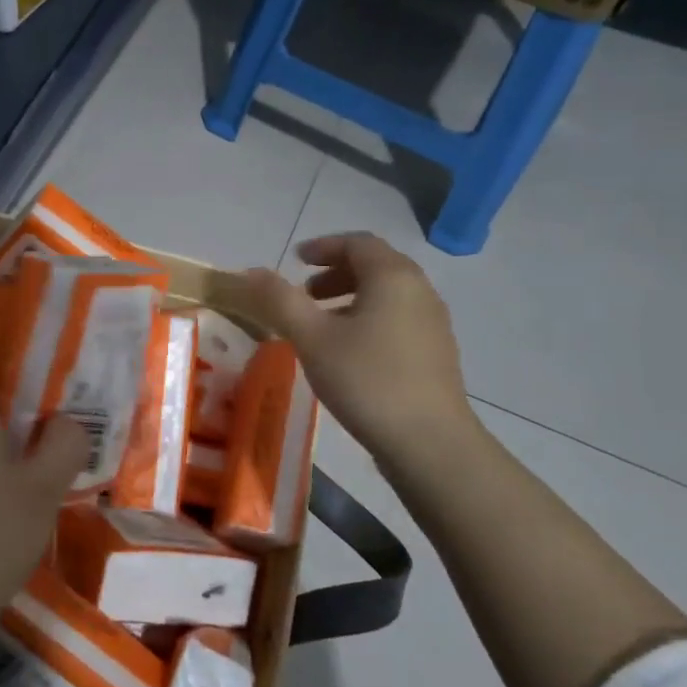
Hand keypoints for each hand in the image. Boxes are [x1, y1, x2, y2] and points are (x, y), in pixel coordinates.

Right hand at [245, 233, 479, 472]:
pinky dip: (368, 318)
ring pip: (387, 294)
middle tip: (304, 293)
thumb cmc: (367, 380)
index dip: (323, 246)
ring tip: (320, 325)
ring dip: (350, 297)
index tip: (295, 261)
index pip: (357, 243)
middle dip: (335, 273)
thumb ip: (279, 300)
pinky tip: (348, 352)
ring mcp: (433, 323)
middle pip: (375, 266)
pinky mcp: (435, 353)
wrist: (430, 443)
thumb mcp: (312, 338)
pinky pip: (397, 318)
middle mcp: (419, 291)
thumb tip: (251, 272)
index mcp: (392, 277)